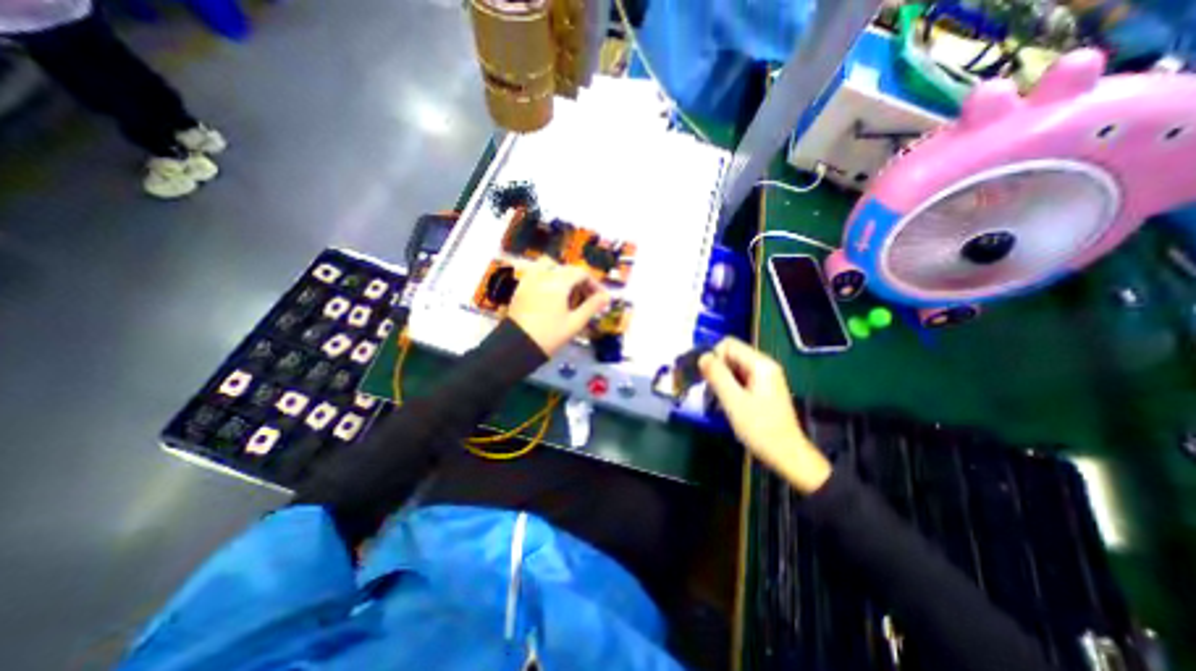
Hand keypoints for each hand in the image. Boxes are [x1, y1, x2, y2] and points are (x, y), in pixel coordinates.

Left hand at [509, 256, 610, 356]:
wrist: (517, 346)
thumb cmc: (550, 335)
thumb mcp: (575, 323)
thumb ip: (592, 306)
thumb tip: (606, 297)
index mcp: (559, 282)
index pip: (581, 273)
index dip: (594, 284)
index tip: (601, 298)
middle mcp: (544, 275)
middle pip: (566, 269)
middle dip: (580, 281)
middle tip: (586, 298)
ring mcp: (529, 280)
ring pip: (549, 266)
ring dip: (561, 275)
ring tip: (567, 293)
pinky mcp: (521, 288)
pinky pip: (536, 274)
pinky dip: (547, 278)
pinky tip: (551, 296)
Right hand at [704, 339, 833, 495]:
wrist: (787, 456)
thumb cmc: (761, 429)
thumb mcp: (734, 402)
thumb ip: (717, 376)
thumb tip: (702, 356)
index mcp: (761, 364)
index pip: (728, 344)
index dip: (714, 357)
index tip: (709, 379)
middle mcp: (764, 366)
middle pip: (731, 354)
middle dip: (716, 369)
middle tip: (710, 391)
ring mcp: (764, 377)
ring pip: (733, 367)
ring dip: (721, 380)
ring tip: (717, 400)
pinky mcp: (762, 389)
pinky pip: (739, 379)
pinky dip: (729, 387)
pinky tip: (726, 404)